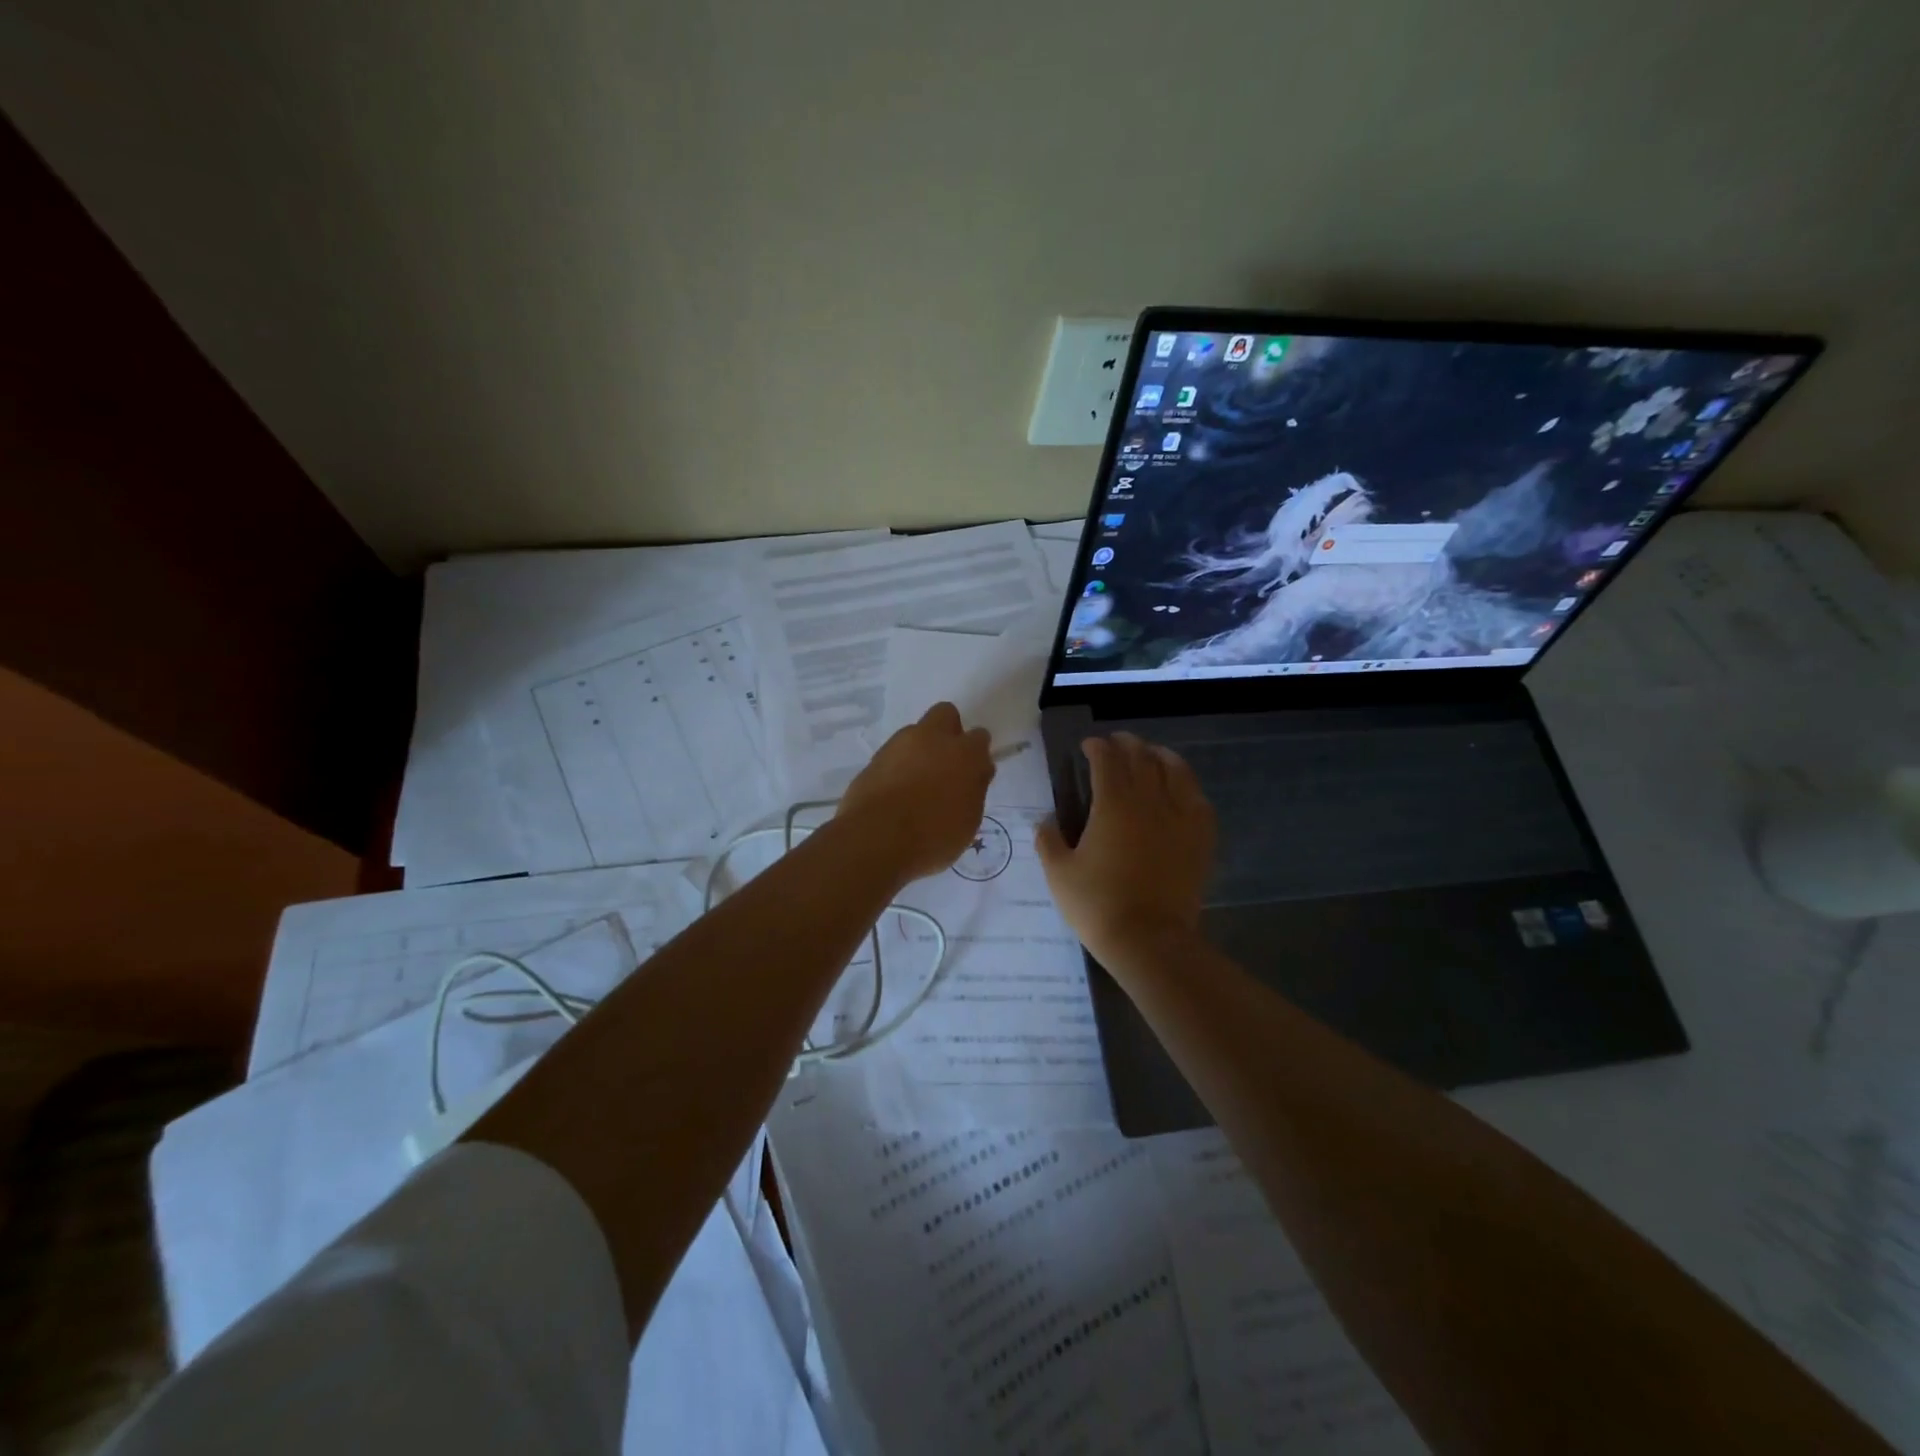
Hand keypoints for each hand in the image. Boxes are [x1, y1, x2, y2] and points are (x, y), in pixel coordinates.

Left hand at [837, 702, 993, 882]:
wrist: (876, 839)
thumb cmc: (933, 836)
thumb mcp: (969, 820)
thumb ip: (974, 790)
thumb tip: (974, 774)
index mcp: (963, 753)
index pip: (979, 737)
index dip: (977, 755)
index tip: (973, 775)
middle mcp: (931, 739)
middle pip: (945, 714)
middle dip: (949, 732)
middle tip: (947, 764)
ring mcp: (898, 745)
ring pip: (915, 733)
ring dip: (920, 750)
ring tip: (917, 785)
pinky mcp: (873, 759)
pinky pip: (892, 756)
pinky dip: (897, 768)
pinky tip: (896, 794)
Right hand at [1035, 732, 1215, 967]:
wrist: (1149, 940)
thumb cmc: (1098, 905)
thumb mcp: (1059, 874)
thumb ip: (1048, 841)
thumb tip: (1045, 821)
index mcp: (1112, 805)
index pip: (1106, 761)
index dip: (1097, 747)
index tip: (1089, 745)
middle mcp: (1149, 801)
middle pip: (1141, 758)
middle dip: (1127, 744)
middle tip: (1116, 742)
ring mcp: (1180, 817)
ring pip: (1174, 771)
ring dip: (1159, 755)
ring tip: (1151, 753)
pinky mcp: (1200, 837)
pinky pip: (1198, 799)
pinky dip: (1187, 784)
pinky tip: (1181, 787)